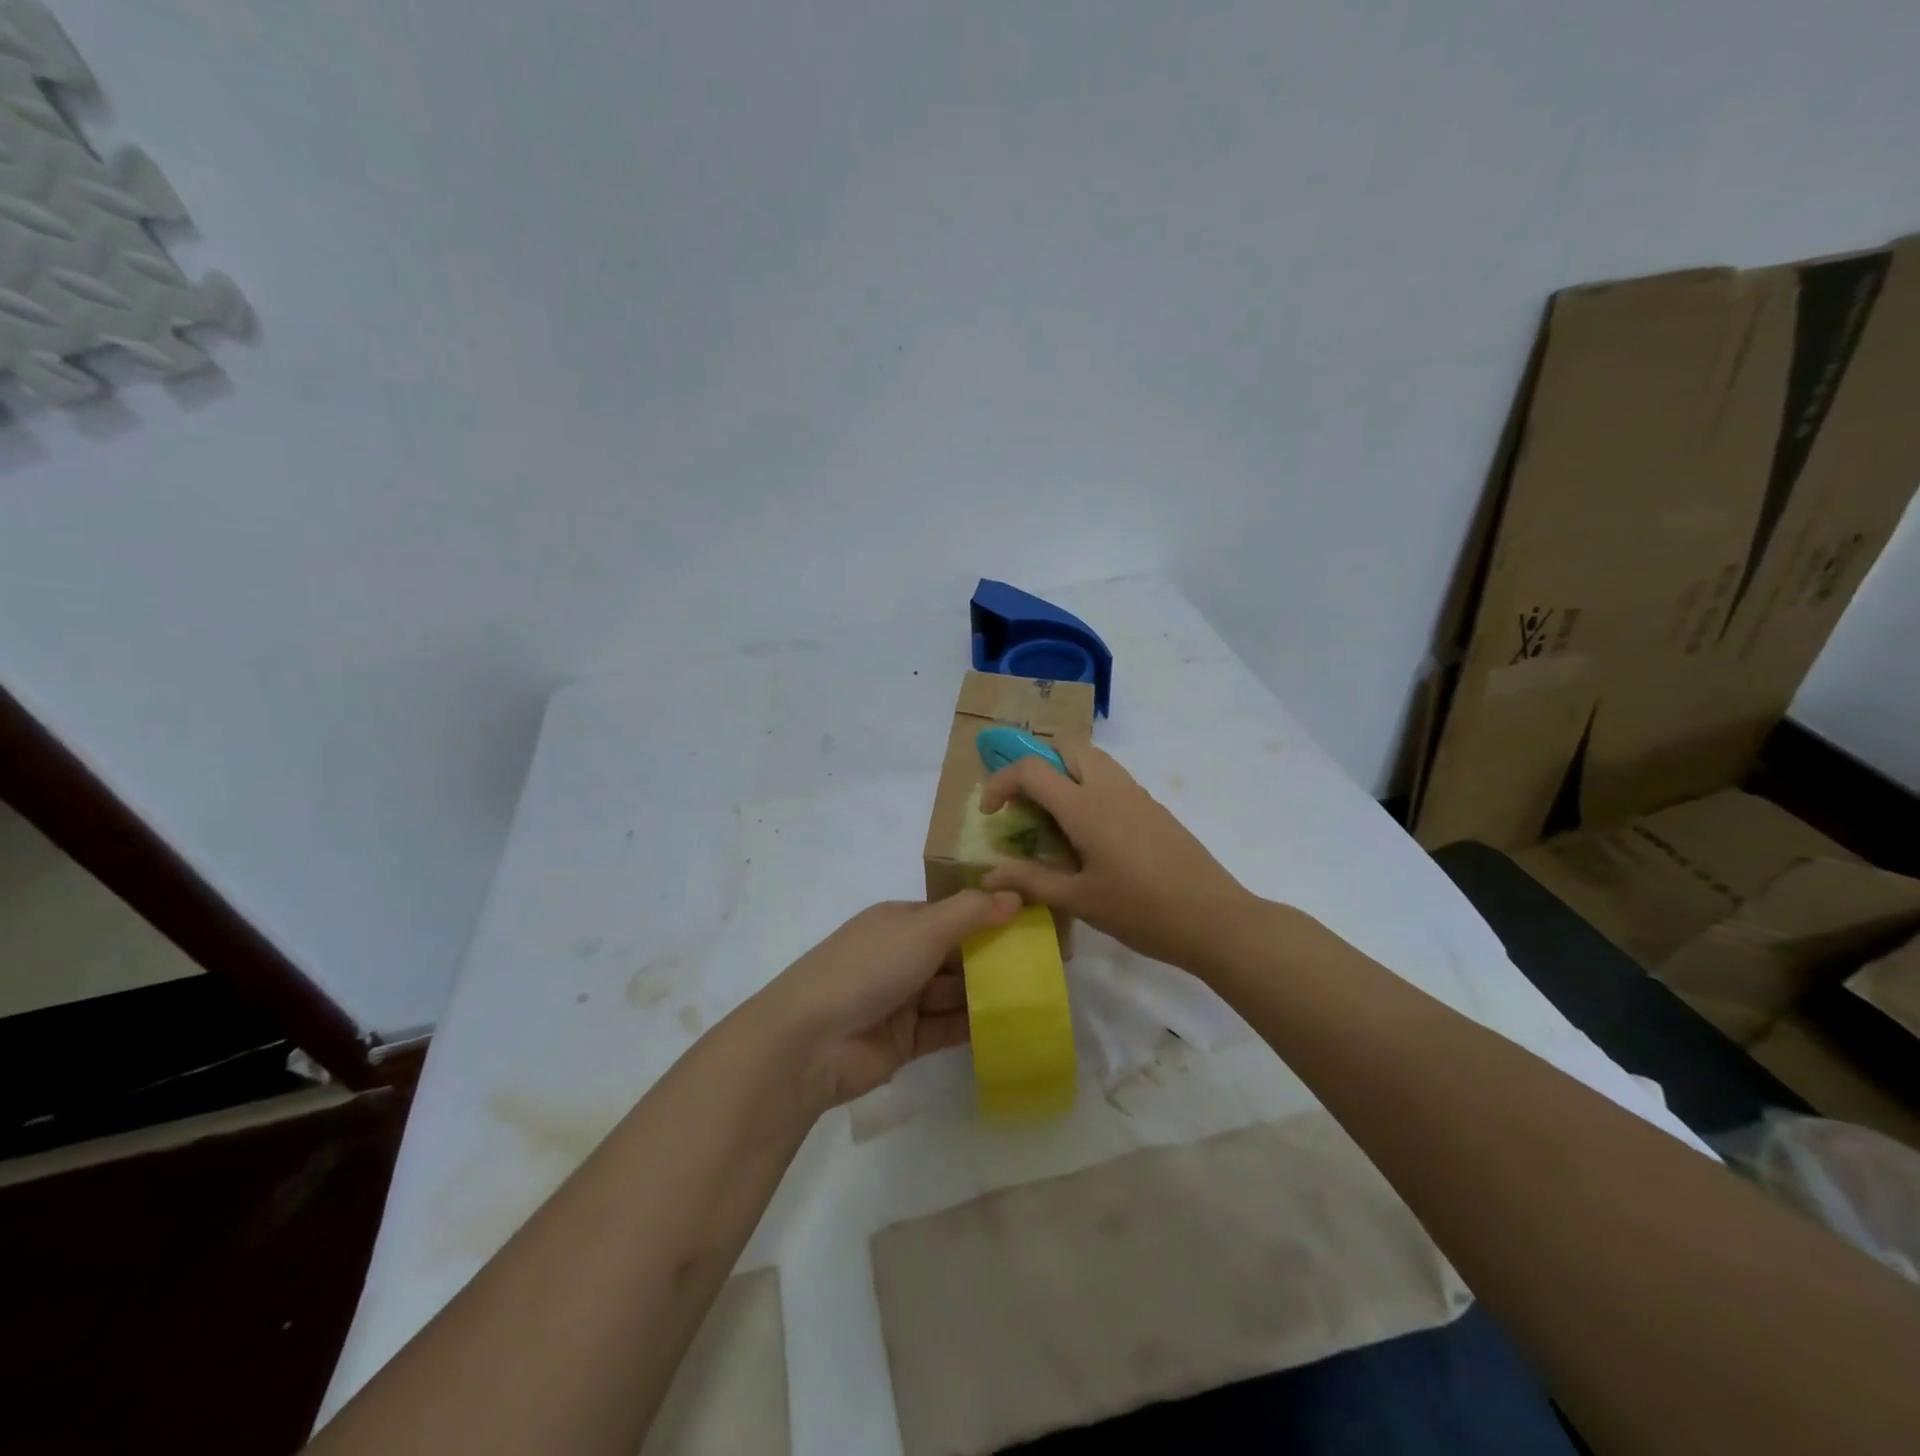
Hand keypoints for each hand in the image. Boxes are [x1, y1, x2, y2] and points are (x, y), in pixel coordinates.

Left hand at [758, 891, 1020, 1107]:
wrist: (811, 1042)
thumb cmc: (868, 968)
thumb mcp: (922, 929)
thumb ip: (971, 913)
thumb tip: (1015, 895)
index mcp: (899, 921)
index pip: (953, 914)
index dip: (991, 917)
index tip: (1033, 924)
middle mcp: (901, 956)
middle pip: (957, 954)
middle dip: (996, 957)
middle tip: (1047, 963)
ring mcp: (902, 999)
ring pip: (955, 992)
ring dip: (989, 992)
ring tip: (1038, 994)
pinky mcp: (905, 1040)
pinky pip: (947, 1028)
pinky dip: (975, 1026)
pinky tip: (1012, 1026)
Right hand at [979, 745, 1253, 973]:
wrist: (1215, 920)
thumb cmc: (1142, 911)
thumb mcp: (1080, 900)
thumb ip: (1031, 882)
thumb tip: (987, 876)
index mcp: (1086, 806)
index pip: (1032, 768)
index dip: (1001, 782)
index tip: (990, 813)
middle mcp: (1110, 788)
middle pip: (1066, 746)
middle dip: (1037, 765)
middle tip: (1026, 804)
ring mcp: (1137, 795)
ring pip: (1093, 759)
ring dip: (1065, 773)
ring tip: (1055, 819)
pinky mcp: (1155, 809)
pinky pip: (1113, 780)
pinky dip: (1090, 788)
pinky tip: (1091, 836)